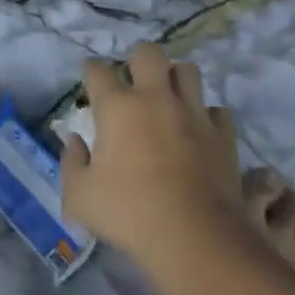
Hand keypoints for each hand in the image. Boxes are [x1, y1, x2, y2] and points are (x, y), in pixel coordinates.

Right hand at [59, 42, 246, 274]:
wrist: (197, 241)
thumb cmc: (130, 214)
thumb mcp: (79, 196)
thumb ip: (71, 162)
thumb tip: (75, 141)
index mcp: (117, 107)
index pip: (98, 70)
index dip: (91, 70)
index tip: (90, 79)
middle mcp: (155, 99)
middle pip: (148, 53)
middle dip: (138, 59)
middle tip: (133, 81)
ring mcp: (193, 114)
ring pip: (188, 71)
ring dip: (176, 79)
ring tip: (169, 98)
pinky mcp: (223, 136)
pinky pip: (217, 111)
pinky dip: (206, 116)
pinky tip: (199, 130)